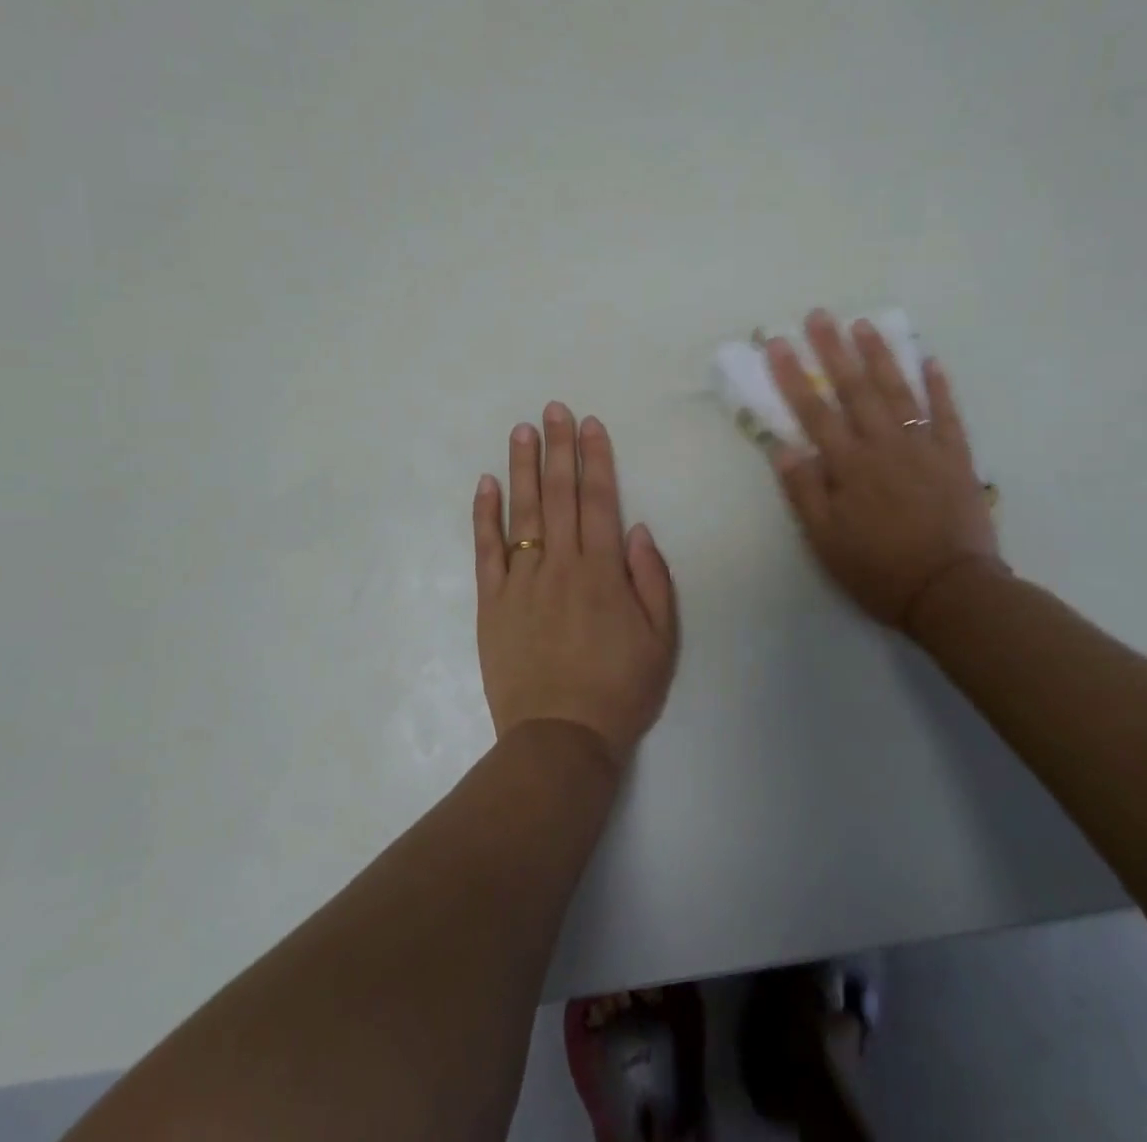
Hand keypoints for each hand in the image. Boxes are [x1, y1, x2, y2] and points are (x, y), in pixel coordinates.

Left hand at [473, 403, 679, 768]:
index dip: (595, 459)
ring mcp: (522, 581)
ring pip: (522, 513)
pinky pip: (487, 551)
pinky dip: (485, 516)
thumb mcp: (661, 639)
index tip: (589, 424)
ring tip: (521, 430)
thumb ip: (653, 580)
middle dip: (558, 447)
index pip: (599, 500)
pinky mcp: (492, 603)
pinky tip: (486, 483)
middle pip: (559, 495)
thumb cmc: (619, 689)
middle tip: (553, 408)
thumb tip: (637, 529)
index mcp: (604, 571)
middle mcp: (562, 565)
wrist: (561, 739)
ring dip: (522, 468)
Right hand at [767, 311, 1004, 631]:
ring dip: (879, 355)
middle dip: (833, 349)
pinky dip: (938, 385)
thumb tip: (782, 447)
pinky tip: (928, 359)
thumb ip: (804, 492)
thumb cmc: (879, 570)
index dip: (792, 376)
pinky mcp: (955, 457)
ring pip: (898, 391)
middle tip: (819, 315)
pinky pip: (947, 413)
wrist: (951, 592)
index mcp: (849, 466)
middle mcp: (884, 446)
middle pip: (854, 389)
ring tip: (863, 324)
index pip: (814, 412)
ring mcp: (923, 447)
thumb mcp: (826, 541)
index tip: (776, 343)